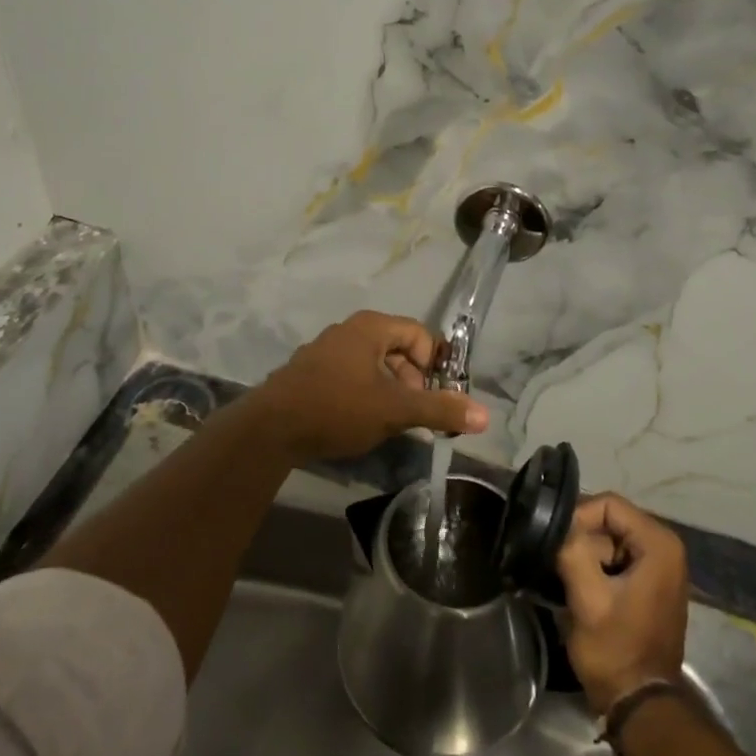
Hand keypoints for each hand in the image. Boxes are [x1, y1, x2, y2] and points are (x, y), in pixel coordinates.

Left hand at [239, 311, 488, 461]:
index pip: (420, 334)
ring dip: (389, 390)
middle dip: (412, 381)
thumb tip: (485, 415)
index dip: (434, 366)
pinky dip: (365, 393)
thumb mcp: (395, 410)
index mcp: (370, 327)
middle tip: (412, 413)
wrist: (270, 428)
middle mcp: (348, 330)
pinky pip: (351, 375)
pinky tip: (358, 420)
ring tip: (387, 421)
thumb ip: (440, 410)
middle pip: (398, 349)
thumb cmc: (338, 408)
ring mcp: (326, 350)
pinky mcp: (310, 372)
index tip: (434, 398)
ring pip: (374, 364)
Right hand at [556, 494, 688, 714]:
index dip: (578, 518)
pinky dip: (596, 567)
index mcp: (659, 544)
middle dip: (582, 539)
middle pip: (610, 519)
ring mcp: (661, 566)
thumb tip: (557, 526)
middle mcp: (666, 547)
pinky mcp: (651, 583)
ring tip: (567, 579)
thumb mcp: (587, 599)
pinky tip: (581, 588)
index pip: (608, 504)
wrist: (639, 703)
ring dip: (586, 555)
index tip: (556, 543)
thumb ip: (572, 552)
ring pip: (610, 539)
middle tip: (558, 563)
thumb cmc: (616, 650)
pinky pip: (617, 557)